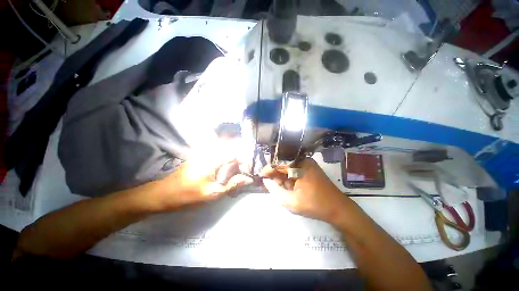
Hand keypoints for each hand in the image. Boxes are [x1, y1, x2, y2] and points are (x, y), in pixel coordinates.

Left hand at [158, 140, 251, 210]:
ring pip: (224, 146)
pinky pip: (217, 149)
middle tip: (244, 165)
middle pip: (230, 146)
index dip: (244, 158)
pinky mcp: (200, 153)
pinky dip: (225, 154)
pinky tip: (227, 163)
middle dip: (240, 154)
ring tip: (237, 164)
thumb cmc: (189, 195)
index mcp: (212, 160)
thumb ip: (232, 185)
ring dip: (232, 153)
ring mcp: (203, 151)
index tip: (248, 167)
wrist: (166, 193)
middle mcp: (209, 151)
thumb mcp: (213, 193)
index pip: (234, 152)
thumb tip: (248, 179)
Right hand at [260, 158, 350, 222]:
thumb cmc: (314, 205)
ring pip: (289, 168)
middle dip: (276, 175)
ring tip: (280, 188)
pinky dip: (290, 178)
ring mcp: (308, 164)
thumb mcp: (291, 201)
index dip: (268, 170)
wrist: (338, 209)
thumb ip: (275, 190)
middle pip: (284, 165)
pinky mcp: (310, 169)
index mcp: (299, 165)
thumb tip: (266, 181)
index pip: (278, 164)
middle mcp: (303, 161)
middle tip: (270, 184)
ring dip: (283, 177)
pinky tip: (289, 187)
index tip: (260, 176)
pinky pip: (296, 171)